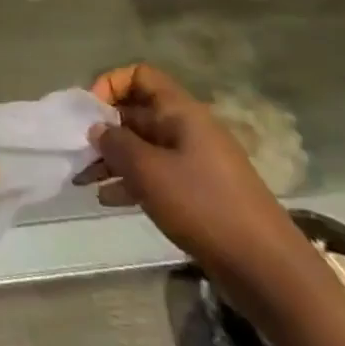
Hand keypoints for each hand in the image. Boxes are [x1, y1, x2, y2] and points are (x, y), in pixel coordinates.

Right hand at [75, 63, 313, 301]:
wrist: (267, 269)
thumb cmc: (204, 207)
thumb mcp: (150, 172)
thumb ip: (116, 144)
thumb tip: (97, 128)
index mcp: (181, 112)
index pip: (140, 76)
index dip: (111, 84)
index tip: (89, 113)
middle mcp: (188, 129)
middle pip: (138, 112)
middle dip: (105, 129)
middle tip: (77, 153)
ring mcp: (195, 162)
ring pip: (144, 147)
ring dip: (113, 159)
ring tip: (84, 181)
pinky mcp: (199, 194)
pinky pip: (156, 175)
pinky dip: (131, 182)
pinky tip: (108, 201)